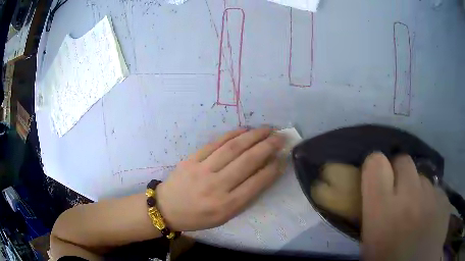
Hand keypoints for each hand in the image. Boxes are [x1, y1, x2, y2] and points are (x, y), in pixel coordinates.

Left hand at [156, 128, 286, 231]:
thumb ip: (244, 197)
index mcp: (227, 205)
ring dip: (253, 136)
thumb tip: (263, 173)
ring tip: (266, 129)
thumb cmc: (198, 217)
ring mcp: (202, 170)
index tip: (283, 157)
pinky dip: (232, 135)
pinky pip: (214, 143)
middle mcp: (216, 186)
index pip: (257, 183)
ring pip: (233, 148)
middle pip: (247, 161)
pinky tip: (244, 130)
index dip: (273, 168)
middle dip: (268, 146)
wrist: (167, 208)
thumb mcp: (224, 216)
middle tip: (280, 136)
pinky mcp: (191, 159)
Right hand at [361, 153, 450, 260]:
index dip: (375, 166)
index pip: (375, 165)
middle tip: (397, 191)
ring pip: (421, 177)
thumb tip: (376, 198)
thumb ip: (373, 215)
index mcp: (383, 210)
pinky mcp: (444, 200)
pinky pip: (435, 190)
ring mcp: (431, 195)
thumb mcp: (370, 245)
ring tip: (416, 211)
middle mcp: (410, 195)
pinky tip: (429, 218)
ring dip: (416, 189)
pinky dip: (430, 199)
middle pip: (403, 161)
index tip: (376, 176)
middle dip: (398, 172)